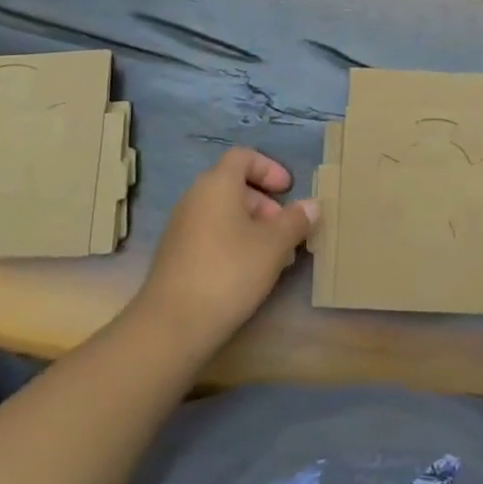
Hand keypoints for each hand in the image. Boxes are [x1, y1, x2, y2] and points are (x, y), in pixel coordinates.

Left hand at [133, 148, 316, 358]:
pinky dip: (233, 243)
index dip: (269, 168)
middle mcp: (195, 198)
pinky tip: (249, 274)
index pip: (243, 156)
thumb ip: (295, 221)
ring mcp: (181, 227)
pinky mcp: (175, 255)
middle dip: (265, 203)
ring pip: (223, 213)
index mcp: (216, 184)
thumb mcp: (273, 246)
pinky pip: (210, 234)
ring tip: (274, 257)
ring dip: (252, 227)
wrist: (170, 326)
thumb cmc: (228, 272)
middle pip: (234, 185)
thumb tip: (312, 205)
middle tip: (286, 230)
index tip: (288, 190)